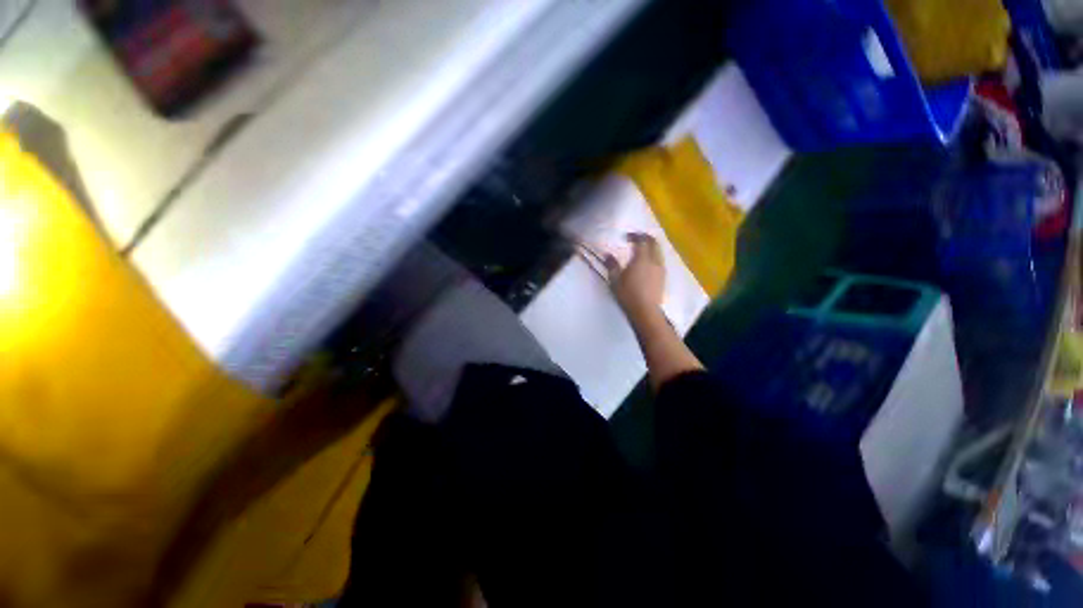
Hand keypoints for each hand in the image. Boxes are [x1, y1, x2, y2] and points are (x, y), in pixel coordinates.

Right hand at [604, 233, 664, 319]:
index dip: (635, 235)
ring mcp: (660, 269)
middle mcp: (654, 260)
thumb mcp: (615, 280)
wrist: (645, 311)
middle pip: (654, 243)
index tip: (626, 236)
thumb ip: (612, 265)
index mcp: (642, 259)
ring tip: (642, 250)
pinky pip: (660, 260)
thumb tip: (608, 255)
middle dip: (646, 238)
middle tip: (636, 238)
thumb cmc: (628, 294)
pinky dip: (654, 255)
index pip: (641, 240)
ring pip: (659, 251)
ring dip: (651, 246)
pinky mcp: (663, 277)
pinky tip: (646, 263)